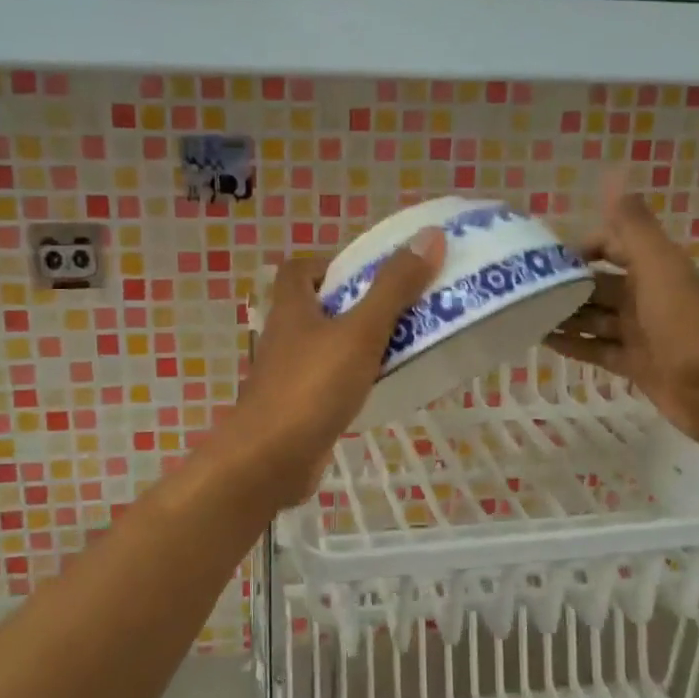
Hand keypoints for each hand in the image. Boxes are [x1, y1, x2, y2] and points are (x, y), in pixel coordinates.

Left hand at [229, 229, 446, 498]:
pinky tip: (381, 388)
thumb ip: (394, 288)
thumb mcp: (361, 332)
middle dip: (356, 304)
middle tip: (401, 307)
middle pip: (317, 307)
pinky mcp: (297, 408)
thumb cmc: (312, 387)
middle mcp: (285, 337)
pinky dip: (352, 380)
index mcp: (292, 308)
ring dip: (358, 343)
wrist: (269, 461)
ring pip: (325, 347)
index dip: (330, 263)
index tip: (368, 272)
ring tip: (402, 345)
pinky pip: (328, 383)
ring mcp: (288, 375)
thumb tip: (429, 236)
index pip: (299, 269)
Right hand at [546, 187, 698, 450]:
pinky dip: (573, 344)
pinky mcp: (634, 363)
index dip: (583, 247)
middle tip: (523, 290)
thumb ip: (633, 227)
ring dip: (565, 315)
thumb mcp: (659, 269)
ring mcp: (640, 332)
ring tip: (523, 315)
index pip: (613, 244)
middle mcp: (646, 295)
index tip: (546, 259)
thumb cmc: (685, 325)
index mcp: (655, 268)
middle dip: (566, 285)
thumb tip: (613, 175)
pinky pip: (596, 348)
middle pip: (599, 284)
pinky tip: (542, 342)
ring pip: (594, 317)